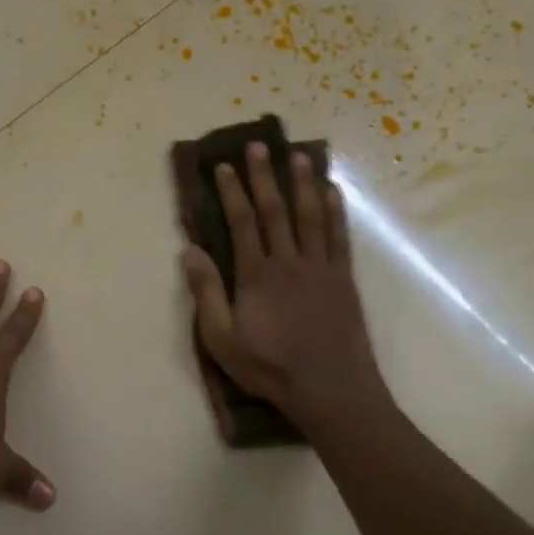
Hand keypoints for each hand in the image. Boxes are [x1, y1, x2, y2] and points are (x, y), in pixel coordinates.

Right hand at [182, 143, 385, 432]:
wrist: (330, 388)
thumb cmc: (269, 367)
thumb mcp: (222, 338)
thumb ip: (206, 293)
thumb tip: (190, 251)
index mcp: (257, 275)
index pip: (243, 222)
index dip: (232, 192)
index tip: (224, 167)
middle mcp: (289, 261)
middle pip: (276, 210)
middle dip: (265, 176)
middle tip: (258, 146)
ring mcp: (320, 267)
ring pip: (311, 215)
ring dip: (303, 183)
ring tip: (298, 155)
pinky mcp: (343, 279)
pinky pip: (339, 237)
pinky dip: (336, 211)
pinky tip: (332, 192)